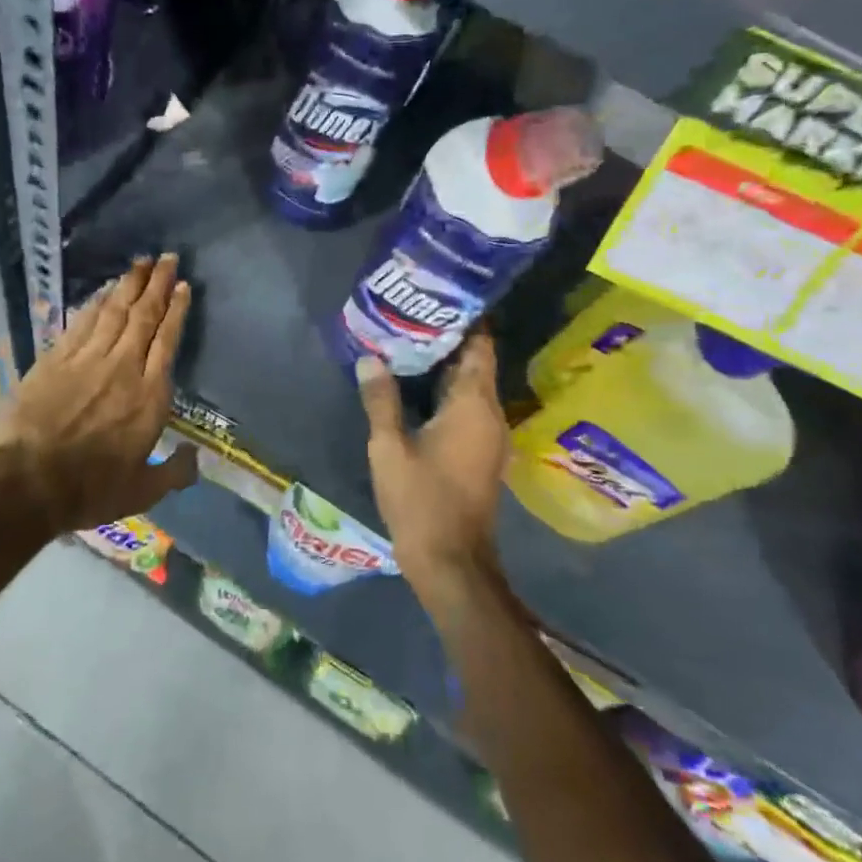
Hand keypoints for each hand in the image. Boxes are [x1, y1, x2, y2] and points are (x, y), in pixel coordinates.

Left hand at [0, 254, 197, 532]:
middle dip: (157, 284)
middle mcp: (123, 367)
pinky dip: (96, 302)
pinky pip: (82, 321)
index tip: (182, 286)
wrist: (26, 482)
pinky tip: (103, 290)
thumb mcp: (142, 493)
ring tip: (140, 263)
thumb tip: (196, 459)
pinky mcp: (56, 358)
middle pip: (144, 316)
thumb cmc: (89, 489)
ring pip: (114, 311)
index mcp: (149, 396)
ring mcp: (87, 358)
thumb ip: (174, 473)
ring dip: (129, 285)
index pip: (167, 340)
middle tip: (167, 257)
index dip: (176, 310)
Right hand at [355, 334, 508, 601]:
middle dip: (450, 340)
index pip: (480, 347)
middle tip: (414, 317)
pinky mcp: (483, 454)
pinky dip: (450, 393)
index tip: (440, 299)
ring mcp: (491, 437)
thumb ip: (381, 400)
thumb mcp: (388, 448)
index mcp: (474, 406)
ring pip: (473, 388)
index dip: (466, 320)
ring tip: (411, 345)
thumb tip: (370, 357)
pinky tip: (420, 390)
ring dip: (448, 367)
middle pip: (477, 364)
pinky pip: (471, 409)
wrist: (452, 562)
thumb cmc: (420, 501)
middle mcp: (491, 415)